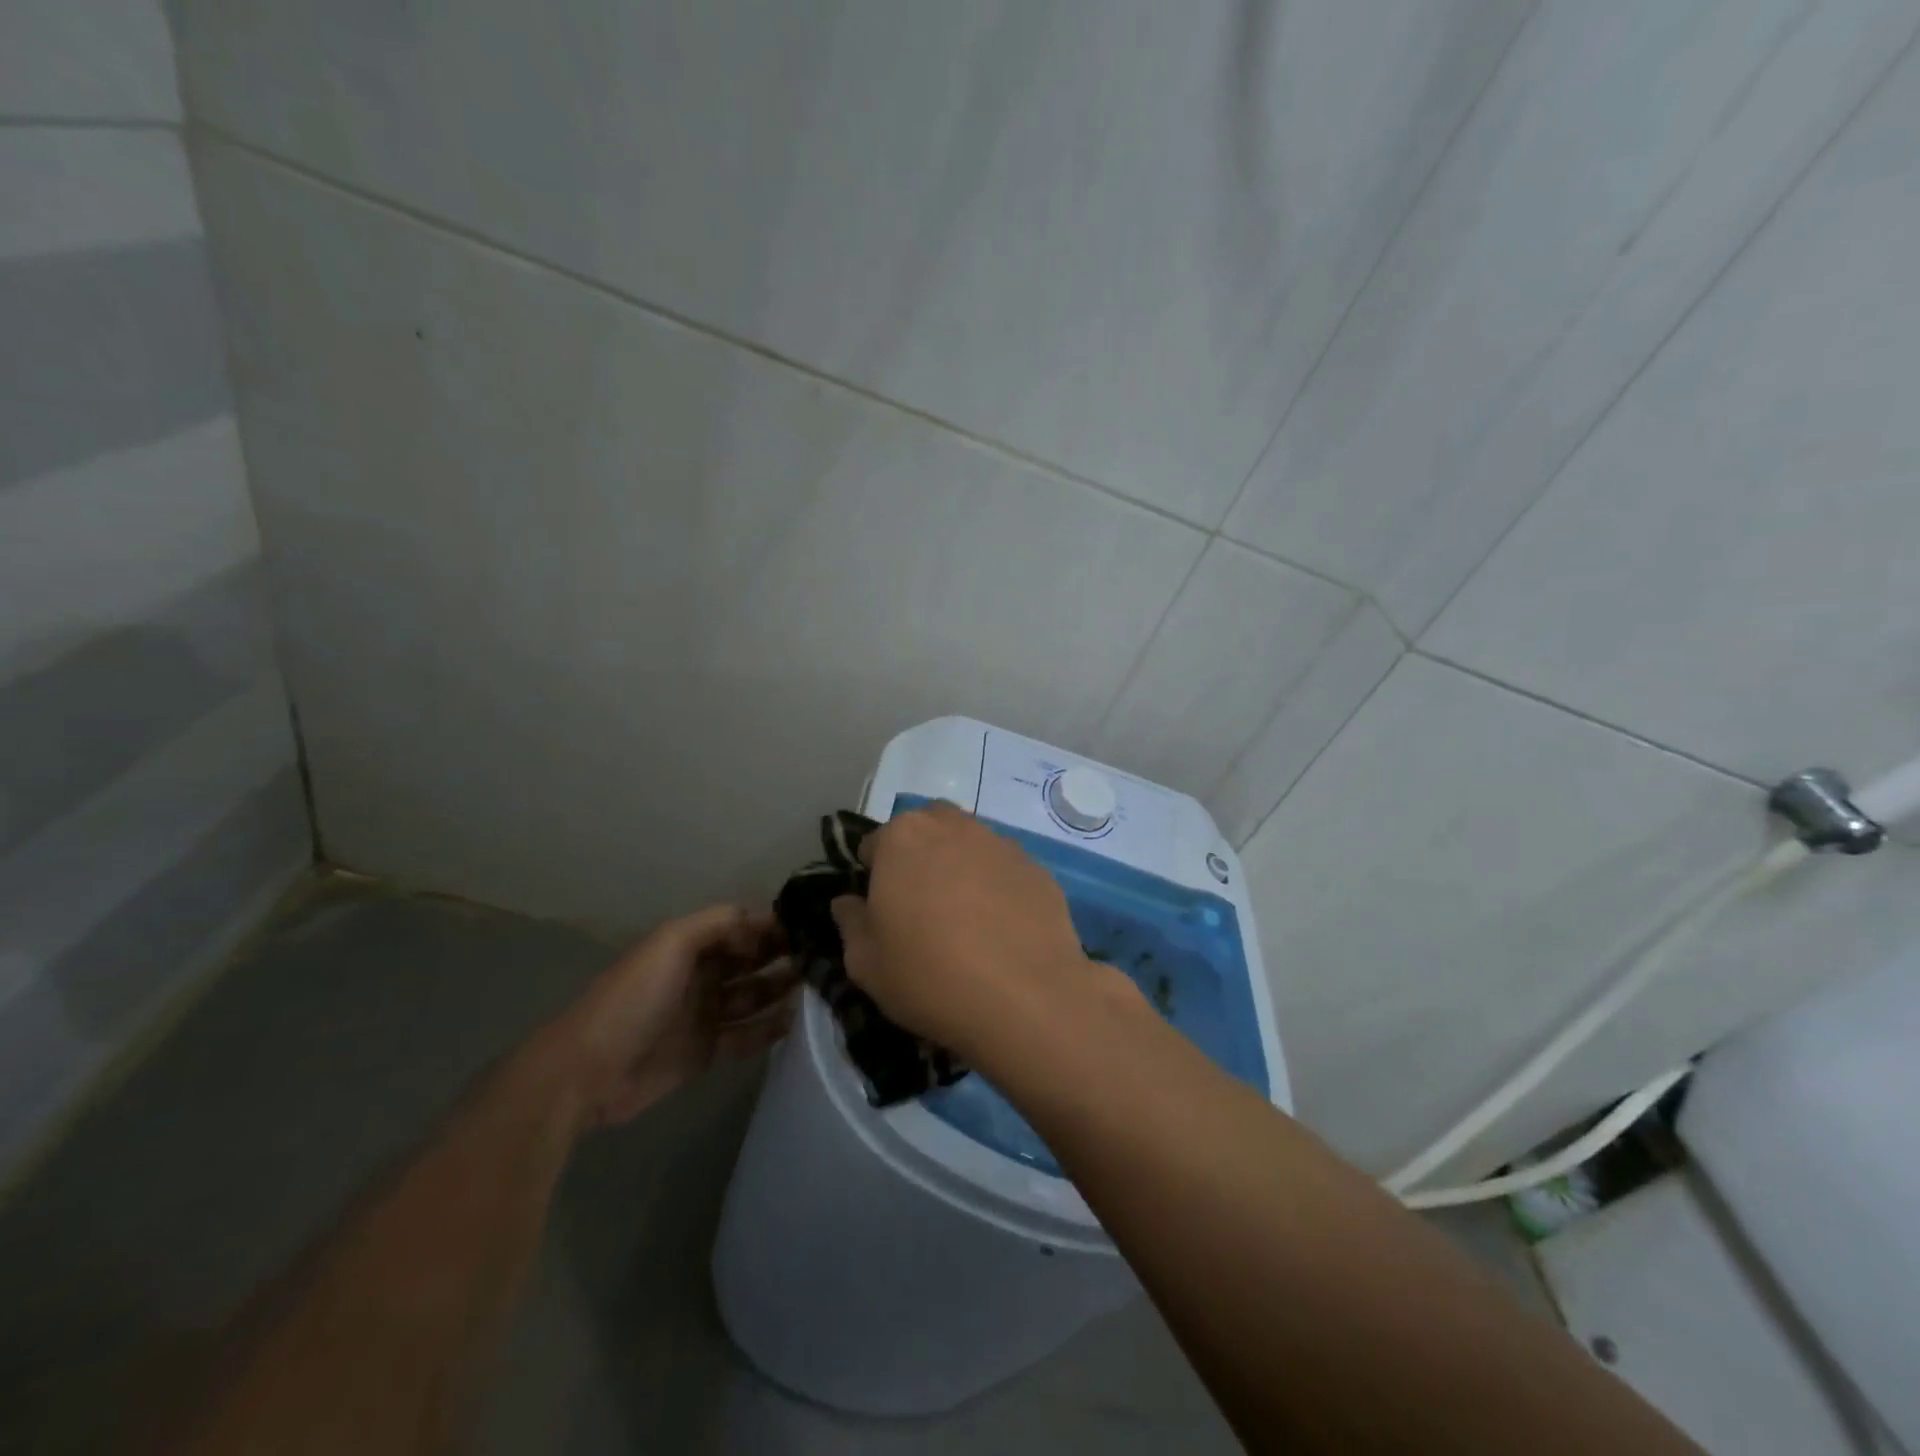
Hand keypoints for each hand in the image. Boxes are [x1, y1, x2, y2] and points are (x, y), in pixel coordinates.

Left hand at [543, 906, 796, 1128]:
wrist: (589, 1071)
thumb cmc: (633, 999)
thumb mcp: (671, 943)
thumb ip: (717, 923)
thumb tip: (760, 924)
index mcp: (690, 944)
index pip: (740, 927)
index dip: (771, 925)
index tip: (811, 926)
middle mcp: (700, 974)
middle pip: (751, 959)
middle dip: (783, 954)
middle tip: (824, 957)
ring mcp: (704, 1013)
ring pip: (753, 995)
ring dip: (781, 989)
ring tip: (818, 986)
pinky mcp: (706, 1050)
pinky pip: (746, 1034)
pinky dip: (769, 1028)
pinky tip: (795, 1022)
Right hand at [829, 802, 1103, 1057]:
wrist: (1025, 998)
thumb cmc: (929, 976)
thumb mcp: (866, 963)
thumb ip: (850, 923)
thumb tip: (847, 902)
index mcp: (903, 837)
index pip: (875, 844)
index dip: (873, 877)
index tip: (882, 913)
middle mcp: (953, 826)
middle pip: (927, 831)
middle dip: (919, 858)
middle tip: (922, 909)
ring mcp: (1001, 844)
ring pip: (969, 847)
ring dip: (960, 869)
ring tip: (967, 921)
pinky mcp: (1037, 868)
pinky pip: (1005, 871)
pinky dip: (998, 889)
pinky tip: (1003, 931)